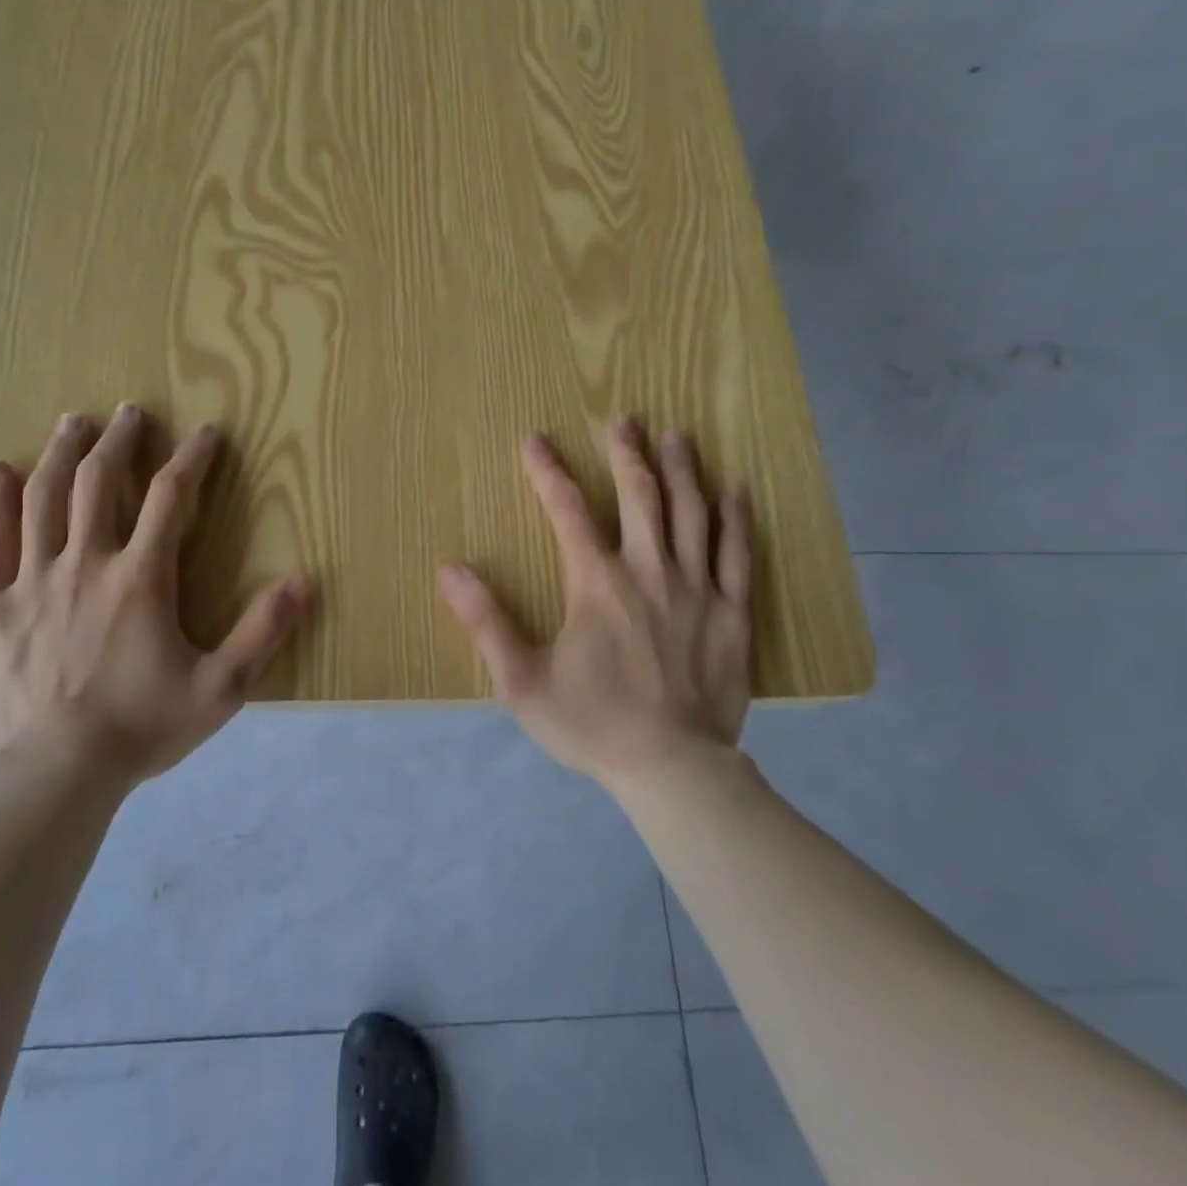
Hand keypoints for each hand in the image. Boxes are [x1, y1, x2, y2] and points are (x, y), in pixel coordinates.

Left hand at [0, 405, 310, 784]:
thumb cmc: (142, 728)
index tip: (207, 432)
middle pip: (100, 483)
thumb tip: (305, 580)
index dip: (192, 459)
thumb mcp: (221, 688)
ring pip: (44, 499)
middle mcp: (84, 564)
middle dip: (120, 442)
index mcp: (140, 579)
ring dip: (63, 454)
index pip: (172, 499)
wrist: (54, 774)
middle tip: (130, 413)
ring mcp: (32, 582)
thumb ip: (263, 632)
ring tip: (75, 422)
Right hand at [436, 418, 752, 788]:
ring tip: (676, 435)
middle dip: (626, 452)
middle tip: (623, 418)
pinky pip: (738, 553)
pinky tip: (735, 489)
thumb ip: (486, 622)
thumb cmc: (591, 724)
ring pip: (691, 513)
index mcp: (596, 584)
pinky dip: (736, 517)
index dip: (548, 472)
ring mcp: (697, 589)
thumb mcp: (522, 681)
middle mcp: (648, 572)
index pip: (567, 511)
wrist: (671, 767)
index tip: (535, 439)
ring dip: (681, 469)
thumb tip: (449, 570)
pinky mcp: (732, 612)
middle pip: (639, 497)